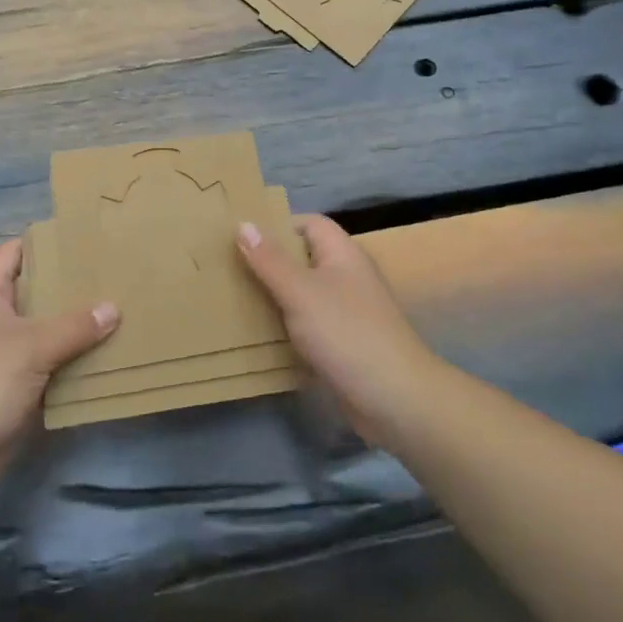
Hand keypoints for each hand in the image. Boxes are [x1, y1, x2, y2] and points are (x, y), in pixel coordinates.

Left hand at [0, 239, 117, 507]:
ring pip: (43, 331)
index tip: (87, 237)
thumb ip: (75, 325)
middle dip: (71, 286)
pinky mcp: (9, 389)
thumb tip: (113, 308)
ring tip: (120, 312)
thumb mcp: (31, 346)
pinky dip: (70, 362)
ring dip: (74, 328)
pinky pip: (45, 366)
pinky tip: (104, 358)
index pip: (16, 252)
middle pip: (34, 291)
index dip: (48, 241)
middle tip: (115, 276)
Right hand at [237, 215, 439, 441]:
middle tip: (229, 267)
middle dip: (269, 262)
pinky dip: (286, 326)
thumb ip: (270, 260)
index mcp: (342, 254)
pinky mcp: (343, 343)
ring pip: (304, 294)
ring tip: (235, 298)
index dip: (278, 225)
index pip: (310, 223)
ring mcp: (347, 312)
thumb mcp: (300, 292)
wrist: (393, 398)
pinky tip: (259, 335)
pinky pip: (308, 325)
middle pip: (304, 258)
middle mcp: (347, 277)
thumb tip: (244, 223)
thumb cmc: (346, 333)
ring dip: (275, 296)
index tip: (242, 237)